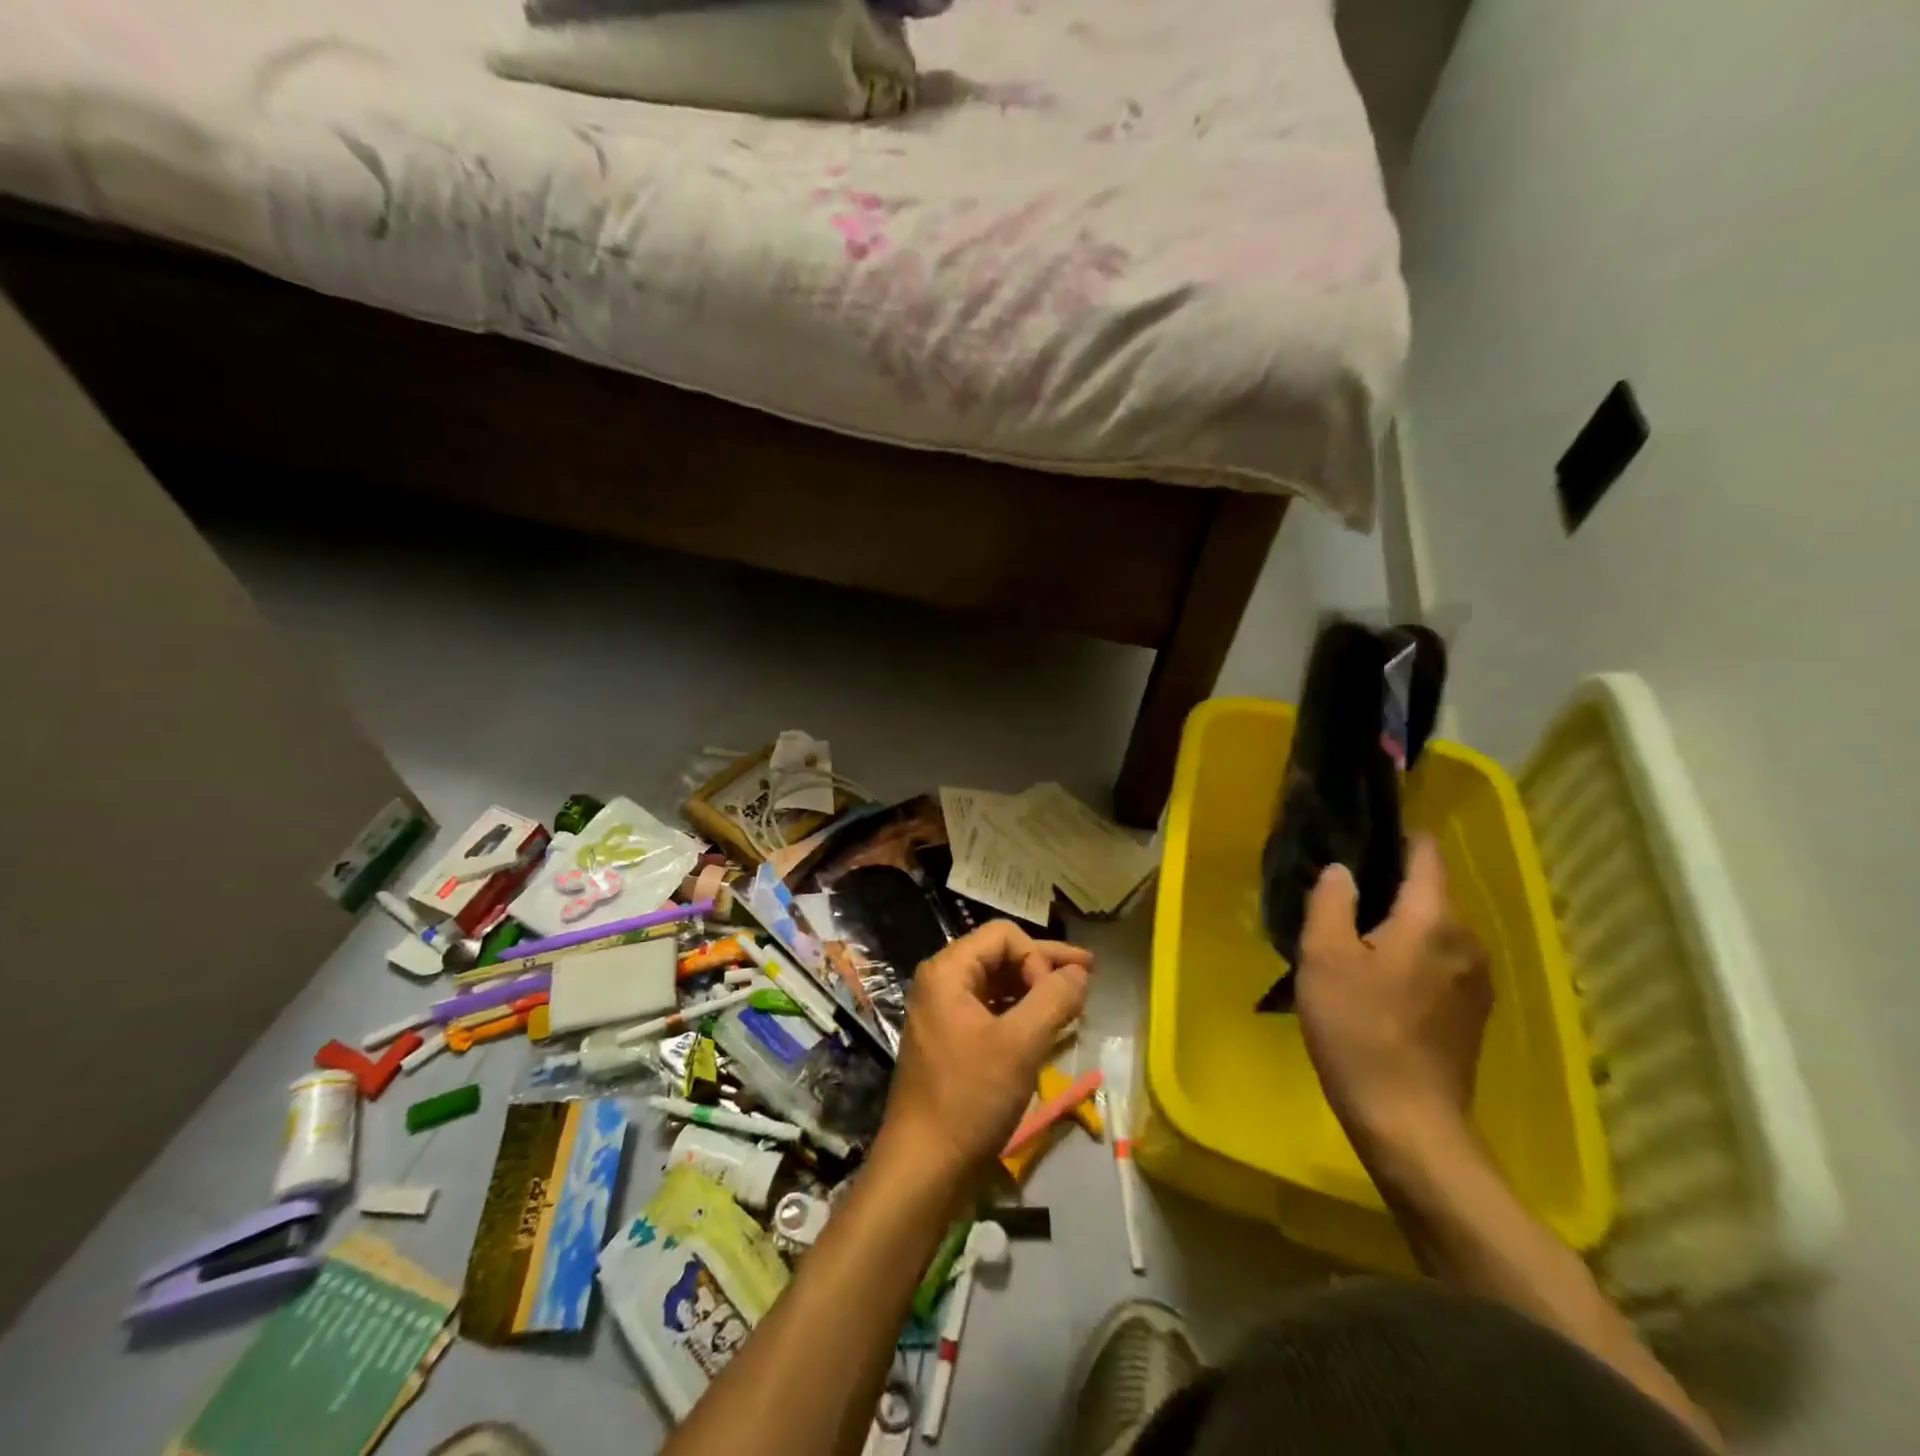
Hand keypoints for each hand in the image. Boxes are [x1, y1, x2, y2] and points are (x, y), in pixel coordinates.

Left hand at [873, 921, 1091, 1191]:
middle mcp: (941, 983)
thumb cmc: (970, 1097)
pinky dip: (1021, 1013)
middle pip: (1000, 955)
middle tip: (1089, 974)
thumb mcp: (1020, 1044)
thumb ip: (1053, 999)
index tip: (1058, 994)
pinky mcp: (951, 1041)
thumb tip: (1079, 973)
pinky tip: (1048, 1026)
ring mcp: (944, 1013)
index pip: (1004, 936)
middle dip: (1045, 965)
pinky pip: (991, 1011)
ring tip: (1074, 1002)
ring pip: (998, 984)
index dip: (1038, 956)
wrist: (924, 1165)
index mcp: (947, 971)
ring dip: (1036, 990)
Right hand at [1296, 837, 1491, 1145]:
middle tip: (1339, 894)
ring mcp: (1475, 981)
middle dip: (1388, 885)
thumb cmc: (1359, 1030)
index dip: (1398, 836)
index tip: (1362, 832)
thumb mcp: (1324, 957)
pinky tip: (1376, 979)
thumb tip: (1341, 871)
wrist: (1408, 1122)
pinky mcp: (1471, 1014)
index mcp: (1434, 920)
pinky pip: (1438, 961)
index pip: (1427, 855)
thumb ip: (1331, 902)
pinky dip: (1410, 955)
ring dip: (1397, 924)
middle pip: (1429, 893)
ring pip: (1432, 930)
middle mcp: (1467, 942)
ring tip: (1352, 936)